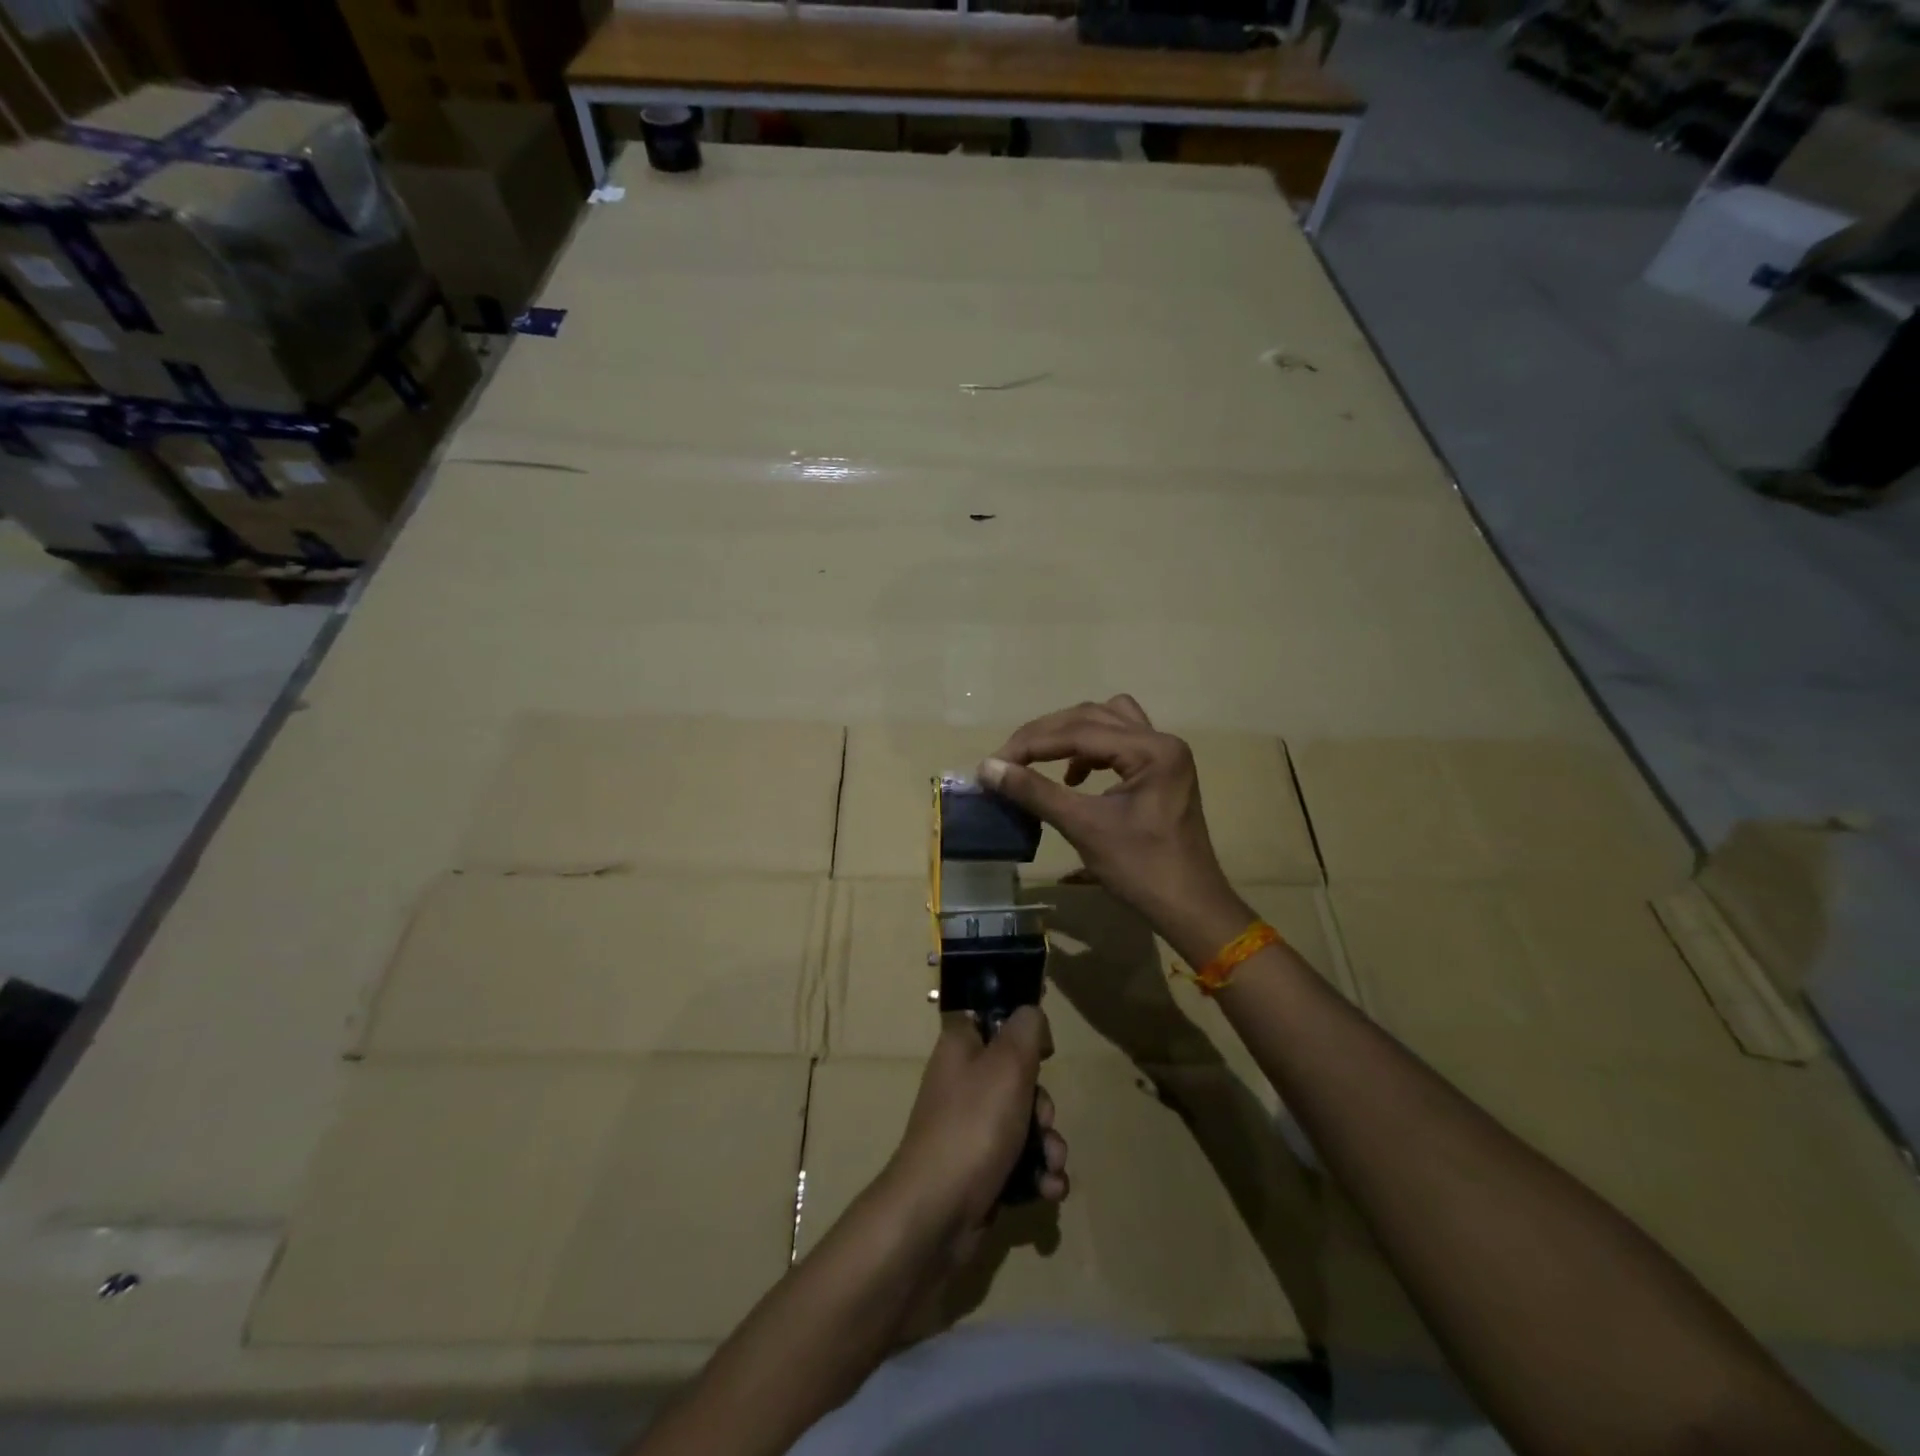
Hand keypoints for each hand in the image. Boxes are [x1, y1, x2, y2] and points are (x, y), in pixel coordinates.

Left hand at [878, 1008, 1068, 1257]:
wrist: (936, 1213)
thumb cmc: (973, 1125)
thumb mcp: (1008, 1064)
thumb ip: (1026, 1029)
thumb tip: (1031, 1014)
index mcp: (961, 1048)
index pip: (995, 1022)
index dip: (1023, 1035)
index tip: (1044, 1054)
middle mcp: (963, 1083)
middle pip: (1019, 1079)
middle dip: (1043, 1106)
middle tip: (1042, 1123)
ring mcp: (969, 1128)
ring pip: (1025, 1124)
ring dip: (1048, 1146)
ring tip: (1051, 1166)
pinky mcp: (979, 1170)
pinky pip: (1019, 1162)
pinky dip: (1037, 1175)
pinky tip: (1047, 1190)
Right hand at [980, 695, 1252, 964]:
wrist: (1189, 908)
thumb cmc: (1141, 870)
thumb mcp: (1084, 827)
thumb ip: (1035, 791)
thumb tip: (987, 768)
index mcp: (1151, 750)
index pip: (1080, 731)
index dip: (1032, 743)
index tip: (995, 762)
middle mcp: (1161, 741)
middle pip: (1092, 717)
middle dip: (1046, 735)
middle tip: (1009, 759)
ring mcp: (1164, 755)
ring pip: (1107, 722)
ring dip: (1070, 736)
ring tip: (1039, 760)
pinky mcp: (1160, 771)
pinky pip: (1118, 743)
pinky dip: (1090, 751)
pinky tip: (1073, 779)